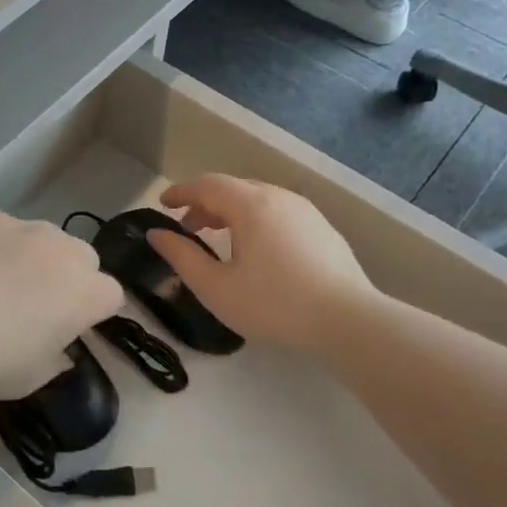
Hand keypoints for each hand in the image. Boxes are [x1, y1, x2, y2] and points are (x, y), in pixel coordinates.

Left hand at [0, 212, 123, 399]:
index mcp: (84, 293)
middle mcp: (61, 250)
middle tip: (33, 302)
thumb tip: (55, 347)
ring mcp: (20, 226)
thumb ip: (54, 357)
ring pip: (39, 237)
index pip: (111, 295)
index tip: (67, 327)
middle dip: (67, 276)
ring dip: (29, 256)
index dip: (92, 311)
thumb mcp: (32, 377)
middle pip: (81, 257)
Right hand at [147, 176, 377, 348]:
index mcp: (251, 205)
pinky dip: (255, 220)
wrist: (349, 321)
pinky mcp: (322, 229)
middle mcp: (279, 198)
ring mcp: (305, 211)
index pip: (207, 185)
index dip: (181, 192)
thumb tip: (157, 234)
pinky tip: (256, 249)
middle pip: (233, 188)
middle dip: (205, 203)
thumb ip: (181, 257)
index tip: (162, 204)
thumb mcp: (215, 287)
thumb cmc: (274, 304)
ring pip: (258, 199)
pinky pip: (279, 213)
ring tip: (218, 237)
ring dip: (230, 212)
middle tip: (187, 227)